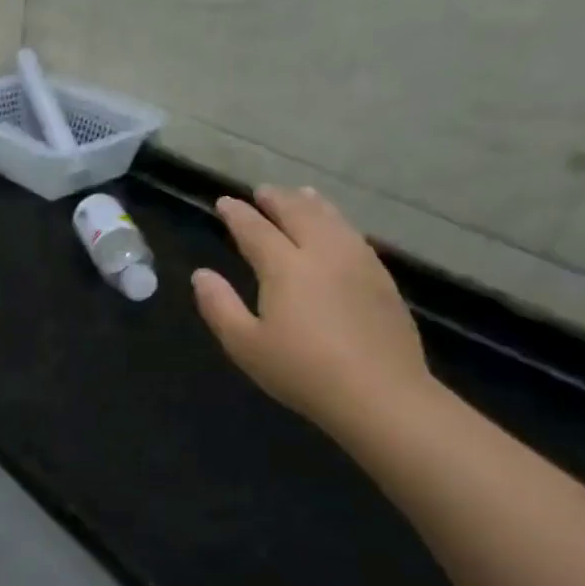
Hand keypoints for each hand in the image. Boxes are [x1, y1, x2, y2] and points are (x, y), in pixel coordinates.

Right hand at [191, 186, 429, 439]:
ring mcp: (358, 264)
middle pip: (299, 214)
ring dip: (312, 203)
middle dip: (277, 199)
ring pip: (332, 220)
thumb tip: (202, 274)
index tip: (223, 202)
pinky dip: (339, 222)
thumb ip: (219, 306)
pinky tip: (338, 229)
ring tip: (301, 194)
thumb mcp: (244, 344)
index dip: (237, 214)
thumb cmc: (301, 371)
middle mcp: (323, 254)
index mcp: (285, 267)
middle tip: (262, 191)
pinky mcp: (382, 280)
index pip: (256, 230)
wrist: (379, 394)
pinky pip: (355, 236)